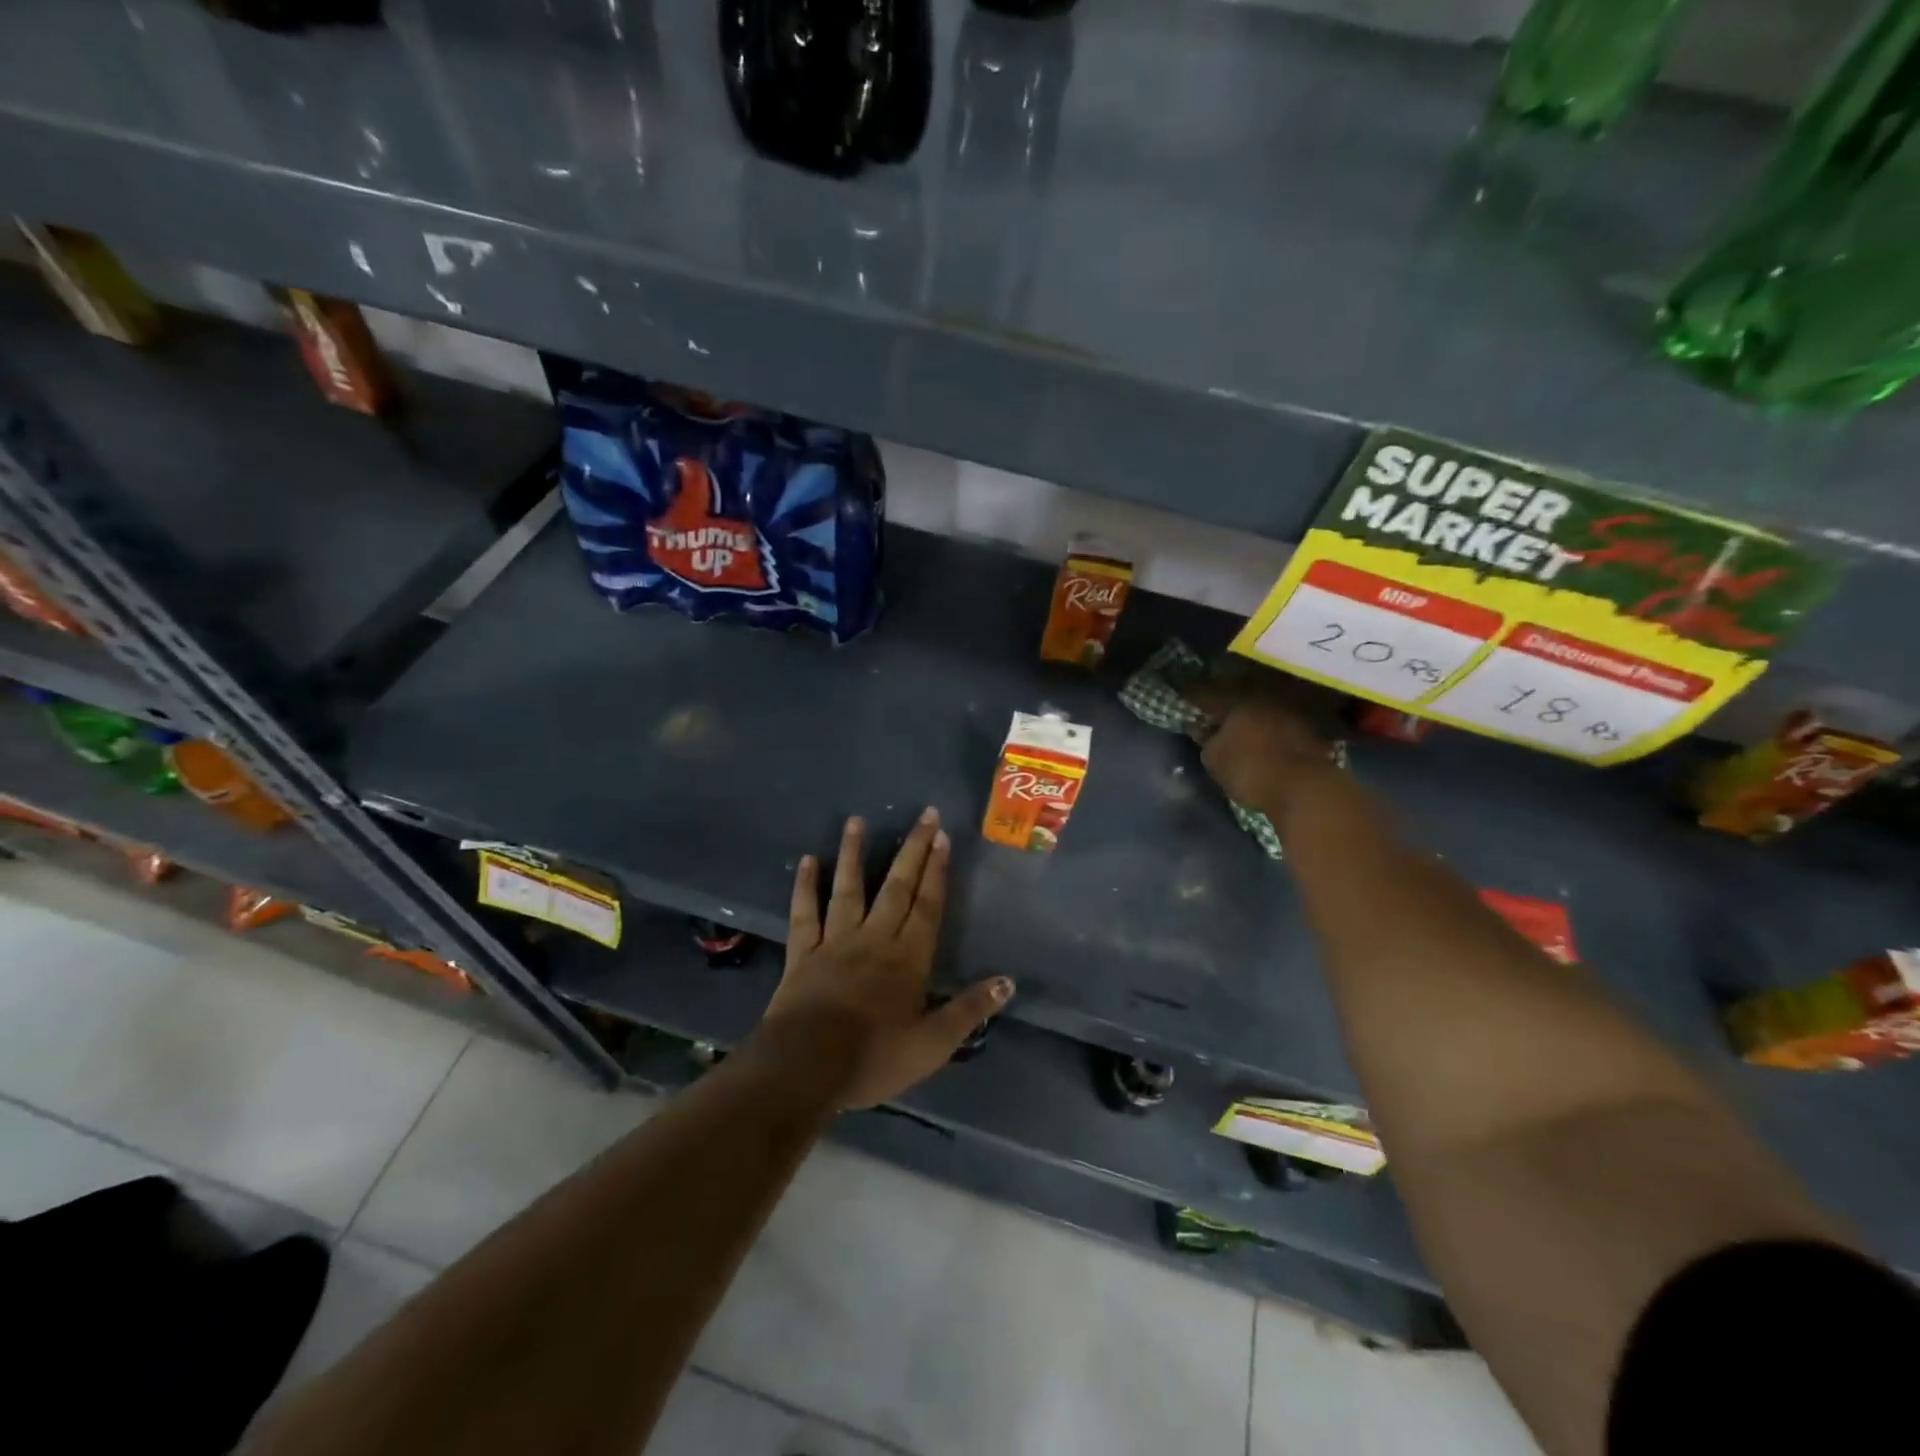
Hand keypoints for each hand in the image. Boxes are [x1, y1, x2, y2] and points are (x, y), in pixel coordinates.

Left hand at [759, 809, 1013, 1109]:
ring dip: (854, 853)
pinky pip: (805, 913)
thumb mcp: (932, 1044)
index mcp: (908, 958)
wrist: (806, 1069)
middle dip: (912, 850)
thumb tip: (1008, 982)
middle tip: (924, 815)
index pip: (928, 905)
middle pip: (896, 887)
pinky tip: (808, 859)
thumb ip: (969, 1011)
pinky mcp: (803, 953)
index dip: (937, 870)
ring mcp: (835, 942)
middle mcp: (874, 938)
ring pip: (848, 889)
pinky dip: (805, 886)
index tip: (943, 836)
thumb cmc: (873, 1058)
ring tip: (857, 820)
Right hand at [1188, 675, 1337, 824]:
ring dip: (1254, 716)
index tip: (1182, 692)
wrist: (1305, 789)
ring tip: (1243, 726)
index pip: (1208, 694)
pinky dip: (1275, 730)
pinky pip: (1286, 725)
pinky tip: (1269, 739)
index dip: (1193, 694)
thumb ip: (1206, 740)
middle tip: (1215, 710)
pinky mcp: (1313, 732)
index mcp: (1238, 700)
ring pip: (1266, 709)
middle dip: (1227, 702)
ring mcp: (1293, 713)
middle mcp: (1267, 698)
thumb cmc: (1250, 770)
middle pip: (1241, 696)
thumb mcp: (1214, 758)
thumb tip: (1201, 728)